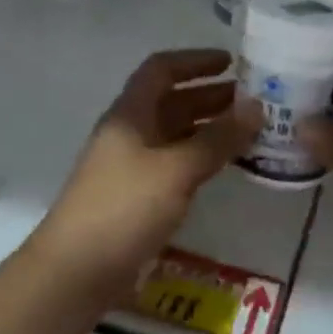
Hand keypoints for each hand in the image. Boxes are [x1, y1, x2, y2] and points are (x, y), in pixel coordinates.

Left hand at [31, 49, 259, 295]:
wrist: (75, 273)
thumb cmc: (124, 208)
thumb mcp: (176, 169)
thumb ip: (218, 138)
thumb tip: (258, 106)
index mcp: (130, 114)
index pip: (161, 69)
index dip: (195, 61)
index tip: (231, 62)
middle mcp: (129, 132)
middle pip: (171, 101)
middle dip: (210, 96)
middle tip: (253, 100)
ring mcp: (130, 165)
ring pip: (174, 133)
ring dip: (208, 127)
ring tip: (248, 131)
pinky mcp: (135, 196)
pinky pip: (173, 163)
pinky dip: (199, 156)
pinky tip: (224, 166)